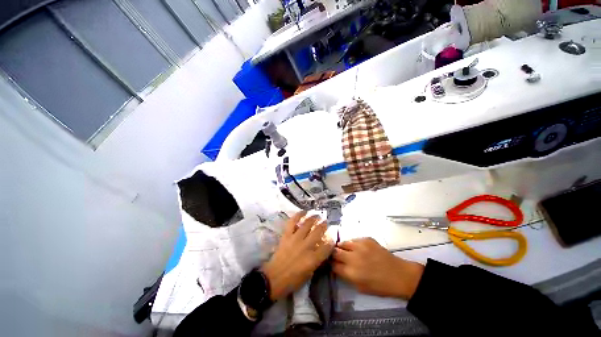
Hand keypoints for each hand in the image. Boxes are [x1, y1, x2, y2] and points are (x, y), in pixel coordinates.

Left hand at [262, 211, 334, 300]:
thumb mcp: (309, 274)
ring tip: (317, 215)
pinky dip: (298, 215)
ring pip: (307, 224)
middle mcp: (306, 246)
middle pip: (318, 231)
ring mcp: (296, 239)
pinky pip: (293, 222)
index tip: (332, 236)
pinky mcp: (287, 235)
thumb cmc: (293, 280)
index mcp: (313, 259)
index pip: (327, 246)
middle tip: (325, 222)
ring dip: (314, 218)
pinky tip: (304, 211)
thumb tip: (321, 249)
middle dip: (324, 225)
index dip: (331, 240)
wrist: (274, 278)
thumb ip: (317, 260)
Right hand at [332, 238, 423, 299]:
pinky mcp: (366, 239)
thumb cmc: (381, 286)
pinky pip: (354, 239)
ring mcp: (360, 246)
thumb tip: (337, 267)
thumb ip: (347, 277)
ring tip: (345, 250)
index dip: (331, 264)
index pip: (333, 265)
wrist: (400, 275)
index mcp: (351, 273)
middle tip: (336, 256)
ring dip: (342, 247)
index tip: (331, 264)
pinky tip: (357, 248)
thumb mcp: (361, 287)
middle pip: (335, 252)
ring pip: (343, 243)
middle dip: (333, 254)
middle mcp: (353, 258)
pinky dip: (353, 244)